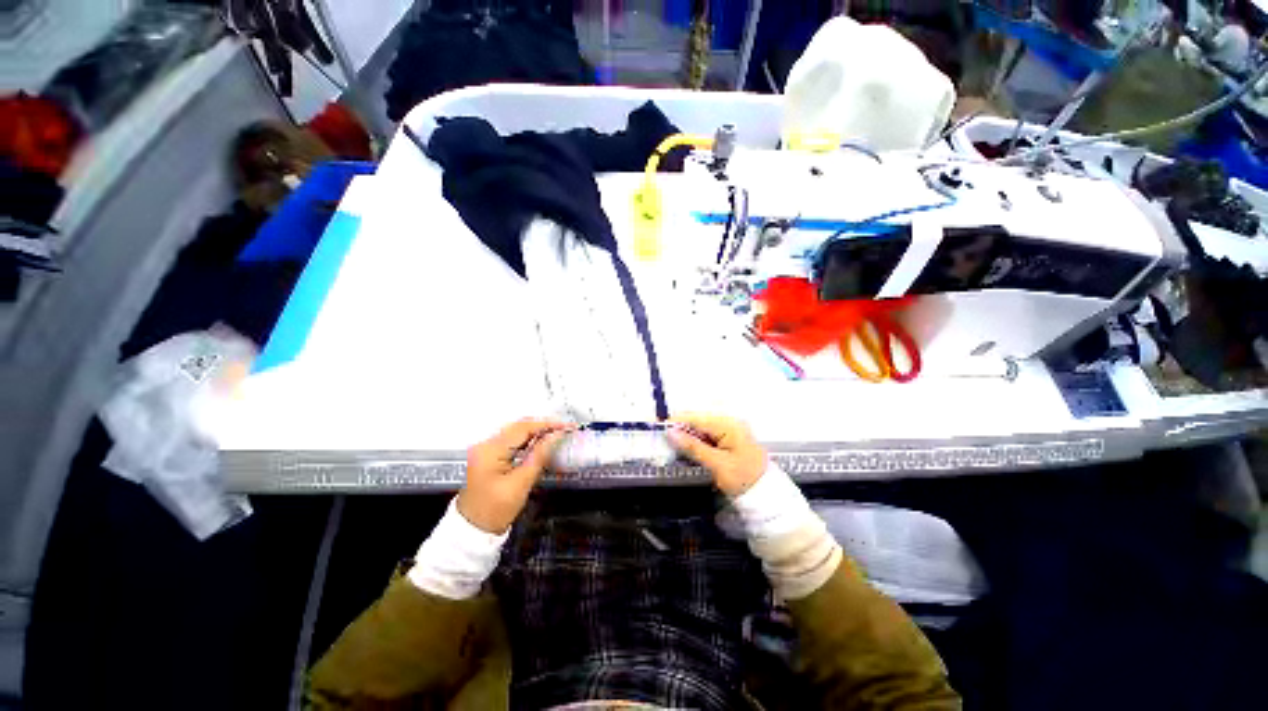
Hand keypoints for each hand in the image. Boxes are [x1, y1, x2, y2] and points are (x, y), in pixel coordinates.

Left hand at [457, 418, 570, 533]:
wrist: (471, 530)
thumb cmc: (496, 510)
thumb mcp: (521, 483)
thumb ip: (539, 456)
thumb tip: (556, 436)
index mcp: (491, 450)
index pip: (523, 428)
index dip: (547, 424)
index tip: (567, 426)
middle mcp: (485, 444)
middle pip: (518, 426)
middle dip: (542, 426)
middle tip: (564, 429)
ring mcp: (485, 449)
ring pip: (515, 432)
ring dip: (536, 432)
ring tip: (556, 434)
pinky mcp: (487, 456)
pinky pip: (511, 441)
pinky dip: (527, 440)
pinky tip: (540, 443)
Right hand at [667, 414, 767, 496]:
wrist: (766, 495)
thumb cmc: (744, 479)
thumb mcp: (717, 464)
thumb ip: (693, 447)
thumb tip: (670, 432)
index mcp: (728, 425)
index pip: (697, 419)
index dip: (676, 421)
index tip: (657, 425)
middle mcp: (729, 423)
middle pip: (698, 422)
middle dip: (680, 428)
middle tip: (661, 437)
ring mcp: (729, 431)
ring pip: (701, 429)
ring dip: (686, 436)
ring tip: (669, 443)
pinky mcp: (727, 440)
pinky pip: (707, 437)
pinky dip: (695, 442)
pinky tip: (685, 448)